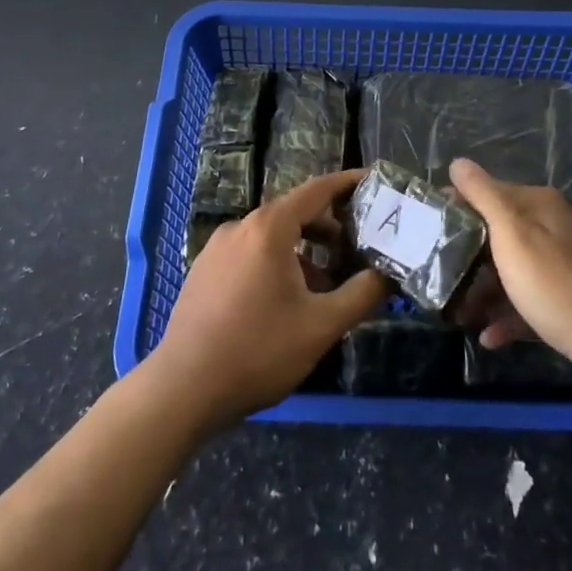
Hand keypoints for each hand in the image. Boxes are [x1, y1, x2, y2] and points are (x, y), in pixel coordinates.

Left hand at [146, 169, 388, 428]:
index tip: (373, 181)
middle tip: (358, 250)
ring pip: (272, 237)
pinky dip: (277, 263)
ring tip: (326, 287)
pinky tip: (287, 302)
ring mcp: (217, 248)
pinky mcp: (204, 271)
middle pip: (294, 213)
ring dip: (304, 252)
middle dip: (330, 228)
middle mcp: (240, 227)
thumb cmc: (258, 351)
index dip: (347, 183)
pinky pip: (250, 254)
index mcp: (269, 228)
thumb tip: (388, 274)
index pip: (317, 190)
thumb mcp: (321, 326)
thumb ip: (362, 294)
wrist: (183, 389)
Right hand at [448, 158, 571, 367]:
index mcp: (539, 204)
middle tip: (439, 271)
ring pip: (513, 268)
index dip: (458, 206)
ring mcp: (564, 262)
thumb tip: (458, 161)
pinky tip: (489, 335)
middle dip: (469, 254)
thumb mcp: (510, 232)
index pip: (489, 192)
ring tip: (460, 311)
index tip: (430, 227)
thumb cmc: (552, 281)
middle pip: (500, 232)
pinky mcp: (570, 296)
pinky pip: (530, 298)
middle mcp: (554, 225)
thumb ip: (483, 195)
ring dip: (485, 289)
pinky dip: (508, 314)